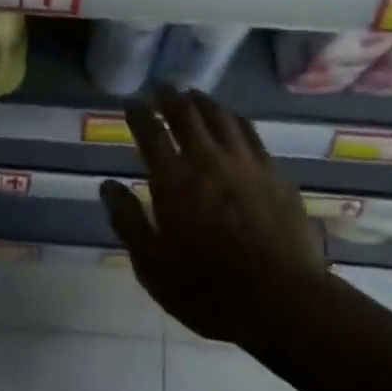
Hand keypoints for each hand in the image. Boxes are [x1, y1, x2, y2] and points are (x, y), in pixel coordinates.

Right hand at [100, 87, 329, 346]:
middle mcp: (208, 160)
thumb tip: (108, 186)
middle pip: (186, 114)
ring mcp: (245, 163)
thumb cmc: (208, 290)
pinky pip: (250, 133)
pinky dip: (234, 119)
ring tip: (193, 96)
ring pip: (221, 116)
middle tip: (161, 88)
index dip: (137, 112)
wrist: (283, 302)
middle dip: (170, 97)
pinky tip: (232, 121)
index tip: (130, 101)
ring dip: (203, 102)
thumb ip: (128, 221)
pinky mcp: (275, 173)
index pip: (150, 132)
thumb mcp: (152, 266)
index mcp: (173, 180)